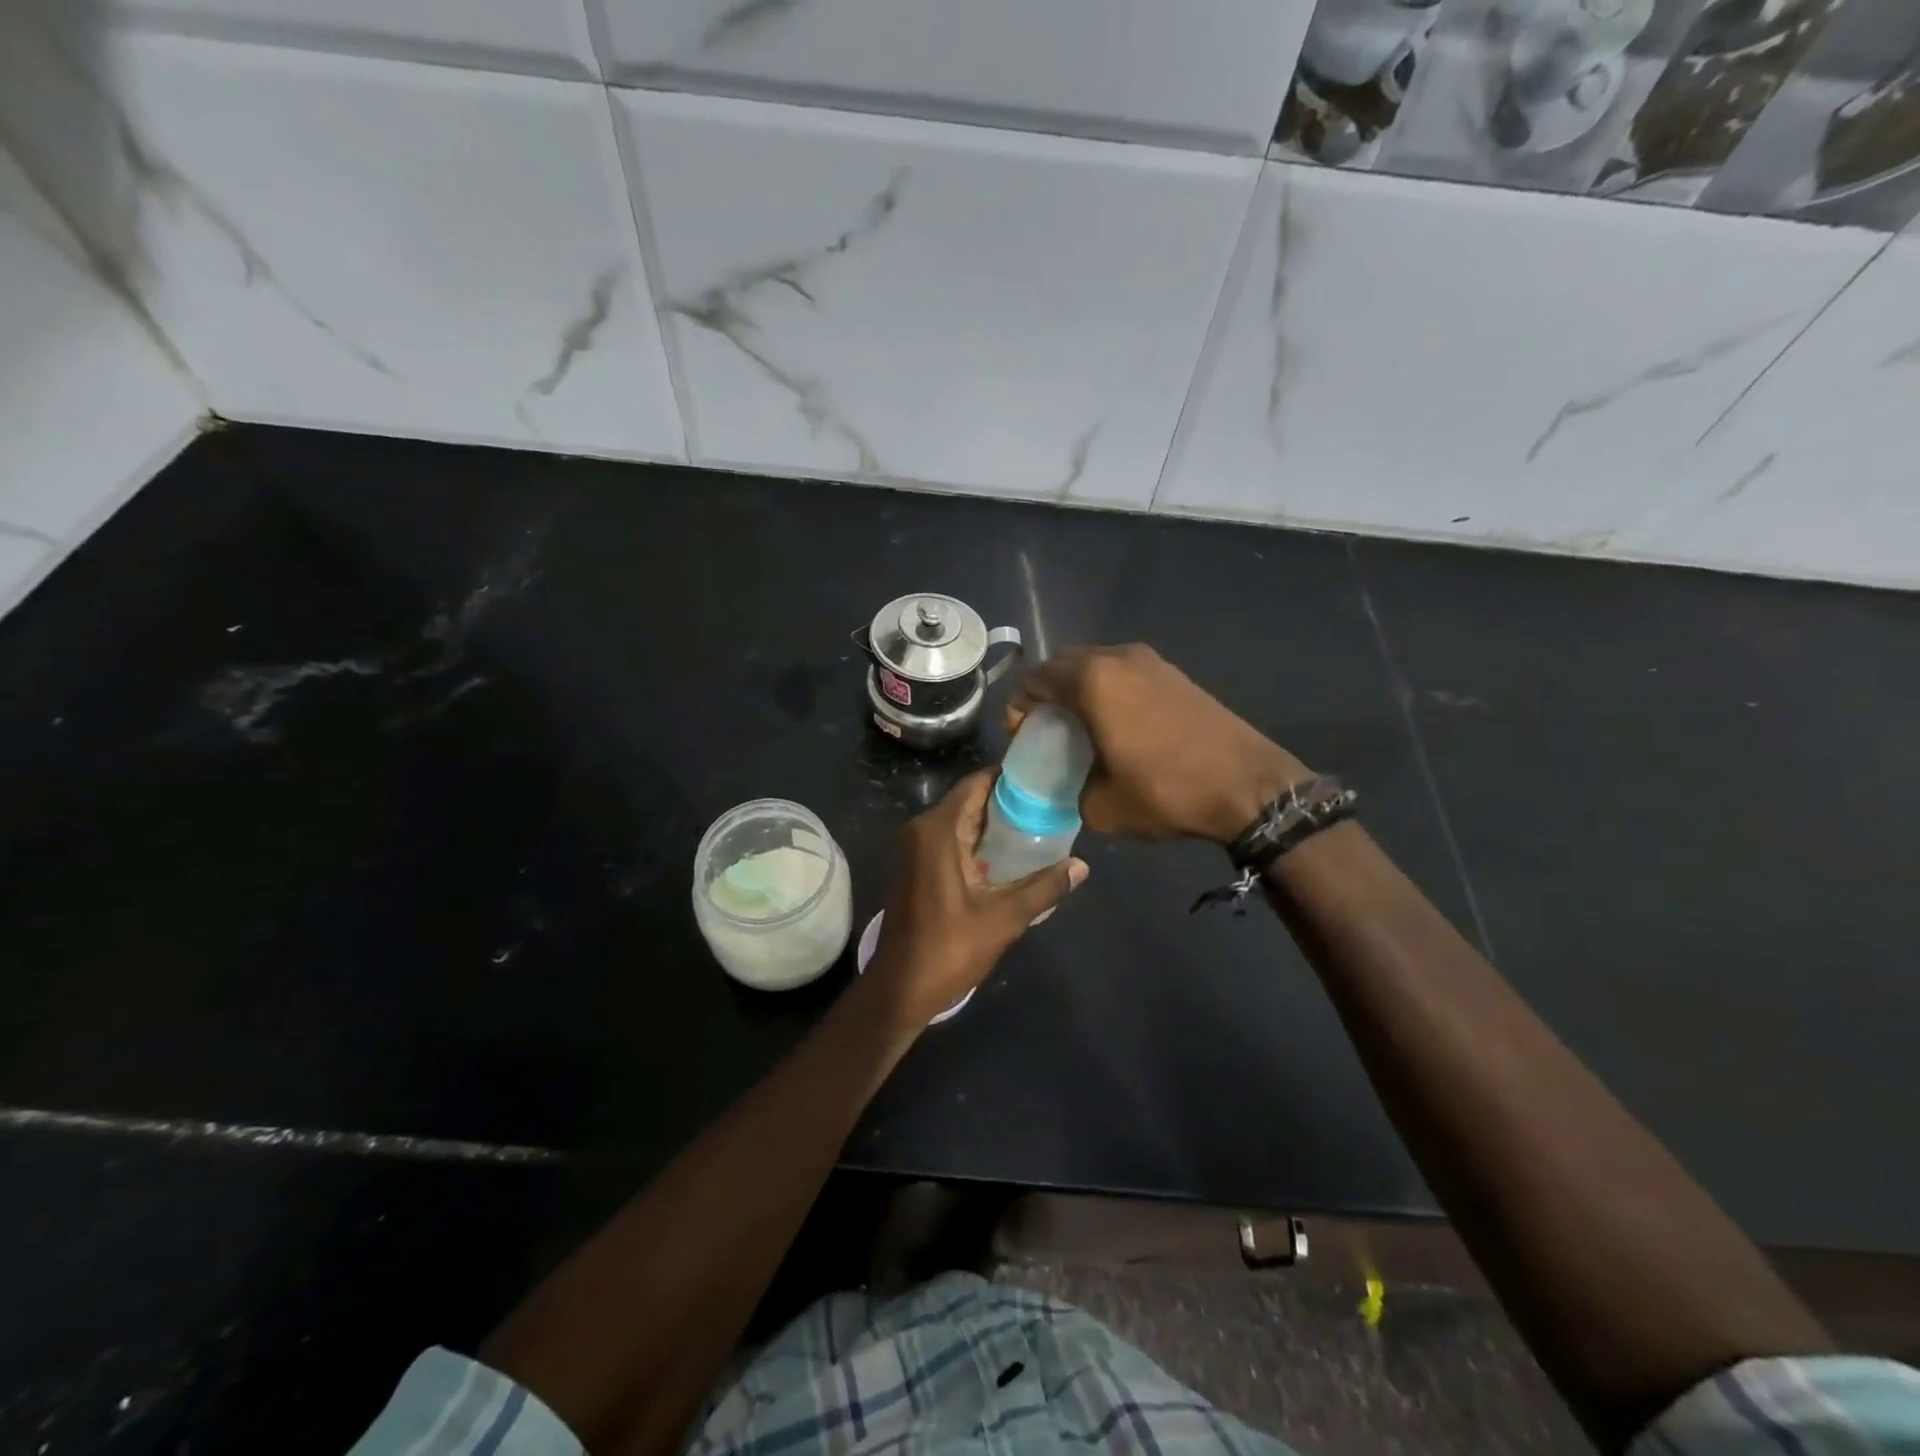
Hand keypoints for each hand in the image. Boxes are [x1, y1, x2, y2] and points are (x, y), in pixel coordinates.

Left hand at [867, 771, 1088, 1027]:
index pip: (975, 785)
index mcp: (937, 830)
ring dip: (992, 823)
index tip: (1041, 778)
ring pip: (959, 822)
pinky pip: (950, 840)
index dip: (1007, 778)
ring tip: (1037, 824)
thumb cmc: (949, 948)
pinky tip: (1009, 854)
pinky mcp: (916, 868)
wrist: (901, 987)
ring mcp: (915, 850)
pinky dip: (977, 841)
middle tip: (1048, 802)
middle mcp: (921, 830)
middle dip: (1005, 801)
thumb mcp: (1004, 917)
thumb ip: (1044, 887)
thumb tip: (1082, 866)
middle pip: (968, 801)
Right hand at [1008, 644, 1307, 845]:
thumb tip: (1074, 784)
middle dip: (1048, 692)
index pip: (1037, 679)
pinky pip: (1126, 672)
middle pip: (1064, 664)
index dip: (1020, 706)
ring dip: (1080, 689)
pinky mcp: (1176, 673)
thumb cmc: (1167, 791)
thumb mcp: (1102, 807)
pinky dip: (1110, 690)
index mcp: (1093, 681)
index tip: (1021, 735)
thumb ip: (1072, 790)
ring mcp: (1152, 661)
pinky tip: (1118, 724)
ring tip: (1081, 726)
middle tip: (1046, 728)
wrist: (1249, 786)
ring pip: (1098, 665)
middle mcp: (1119, 658)